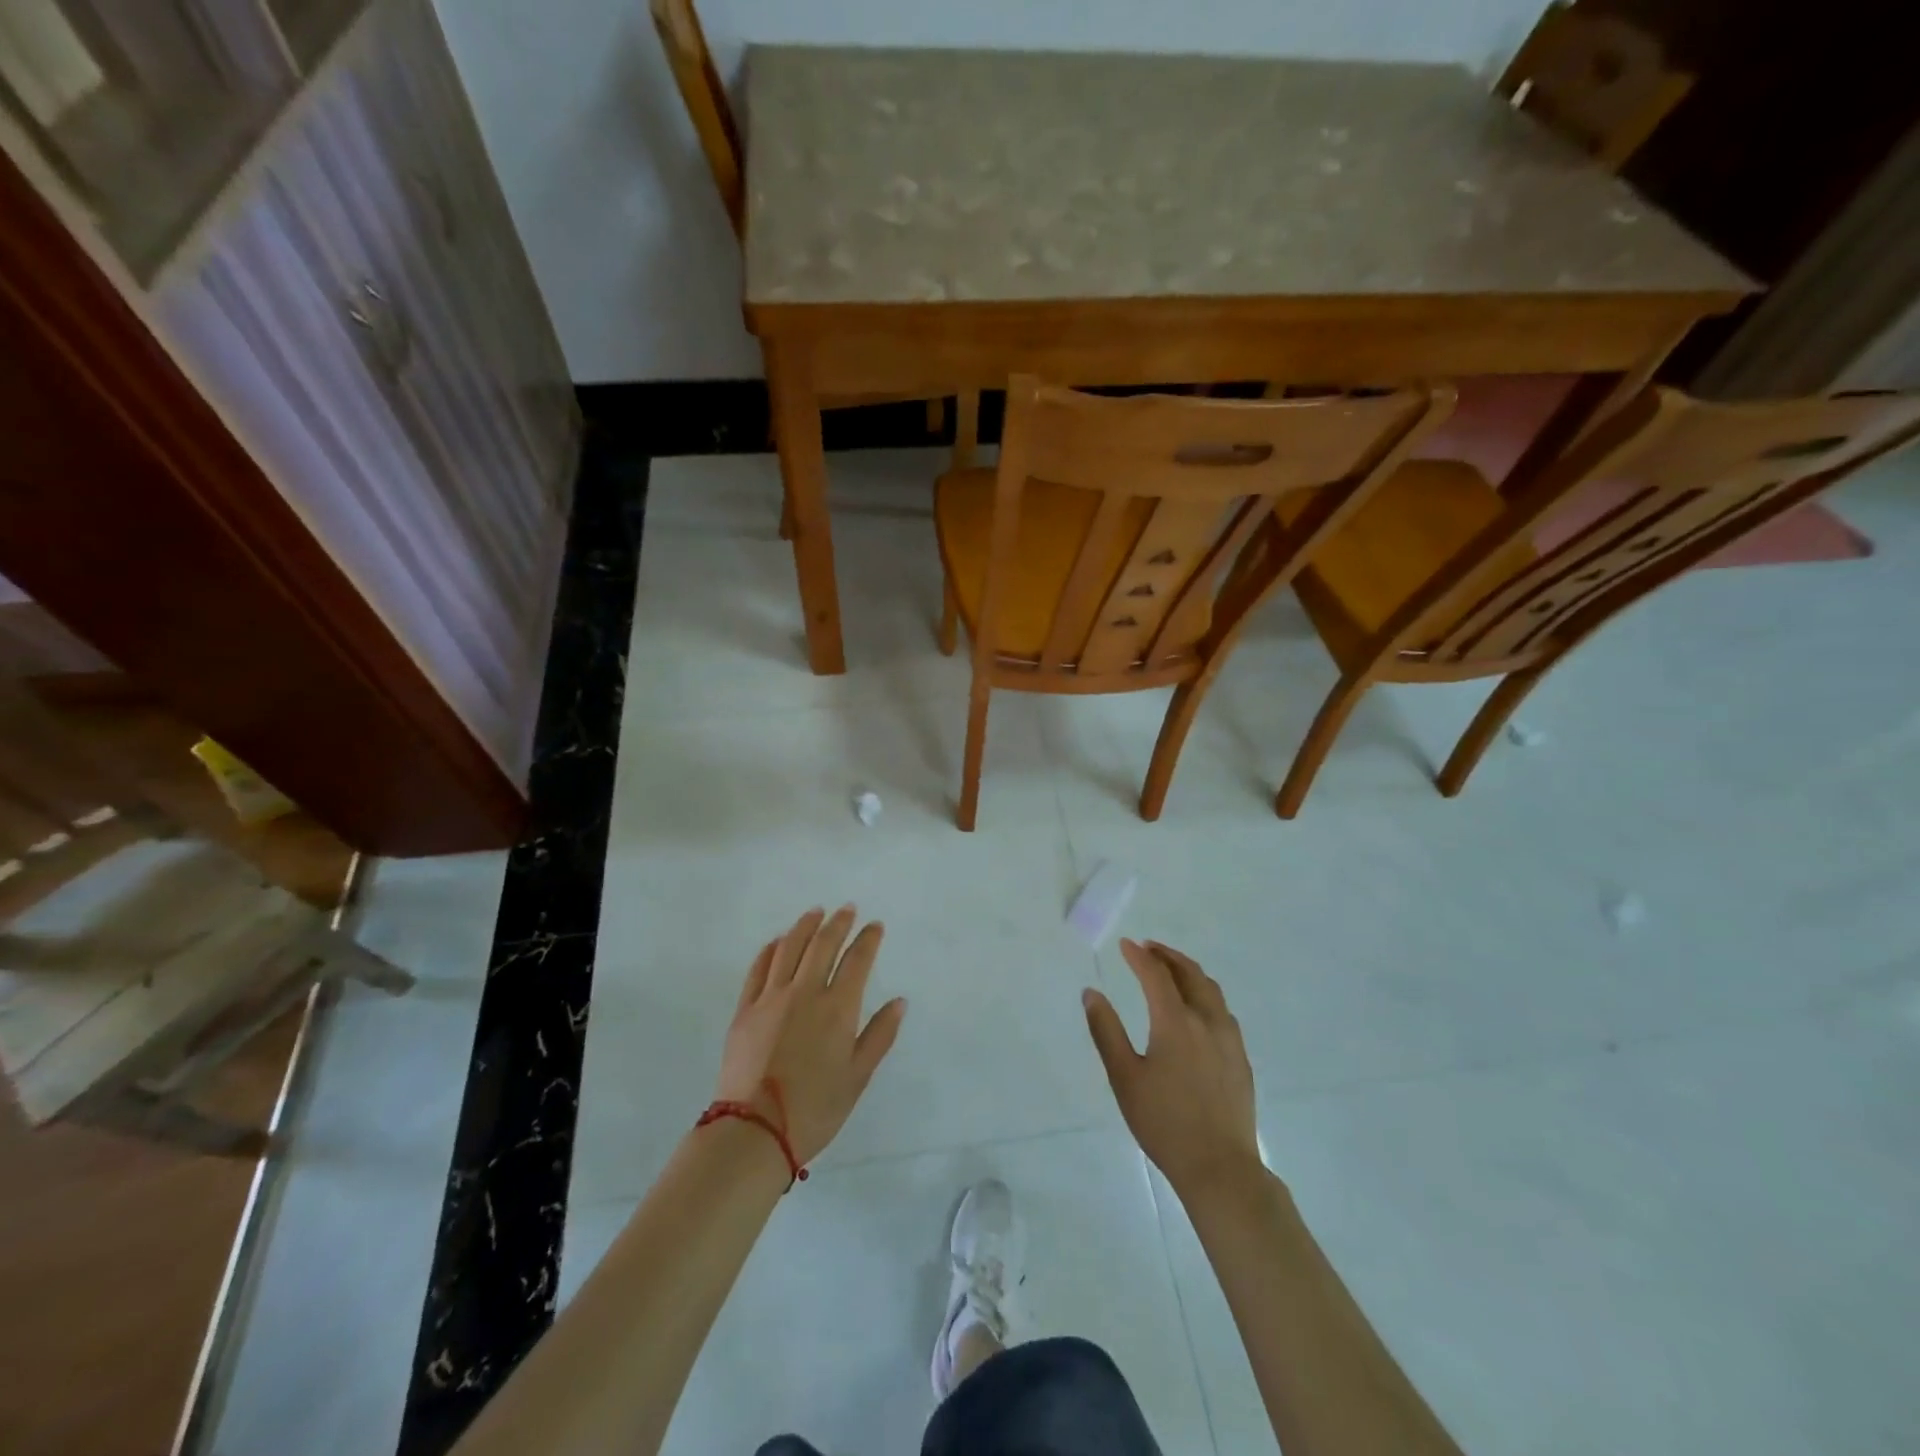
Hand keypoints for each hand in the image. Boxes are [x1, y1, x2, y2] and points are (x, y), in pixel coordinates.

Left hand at [717, 906, 906, 1165]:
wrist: (754, 1131)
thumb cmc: (815, 1109)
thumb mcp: (858, 1077)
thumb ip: (879, 1035)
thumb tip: (899, 1001)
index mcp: (838, 1008)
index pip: (857, 960)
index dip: (868, 939)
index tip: (875, 926)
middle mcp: (805, 992)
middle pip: (823, 945)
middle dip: (838, 923)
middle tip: (846, 909)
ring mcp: (771, 998)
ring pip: (789, 948)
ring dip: (805, 926)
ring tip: (814, 913)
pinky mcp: (745, 1009)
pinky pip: (759, 968)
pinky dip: (771, 949)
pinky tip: (778, 942)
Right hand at [1084, 939, 1261, 1196]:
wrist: (1220, 1168)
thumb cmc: (1164, 1123)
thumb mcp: (1124, 1077)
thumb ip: (1106, 1031)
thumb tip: (1091, 993)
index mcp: (1175, 1022)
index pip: (1156, 975)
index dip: (1139, 956)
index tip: (1125, 945)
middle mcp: (1207, 1021)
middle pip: (1190, 974)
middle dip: (1167, 956)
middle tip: (1148, 948)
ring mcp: (1229, 1040)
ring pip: (1211, 990)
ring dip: (1189, 972)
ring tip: (1172, 970)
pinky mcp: (1241, 1058)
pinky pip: (1222, 1011)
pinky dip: (1205, 994)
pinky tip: (1197, 1009)